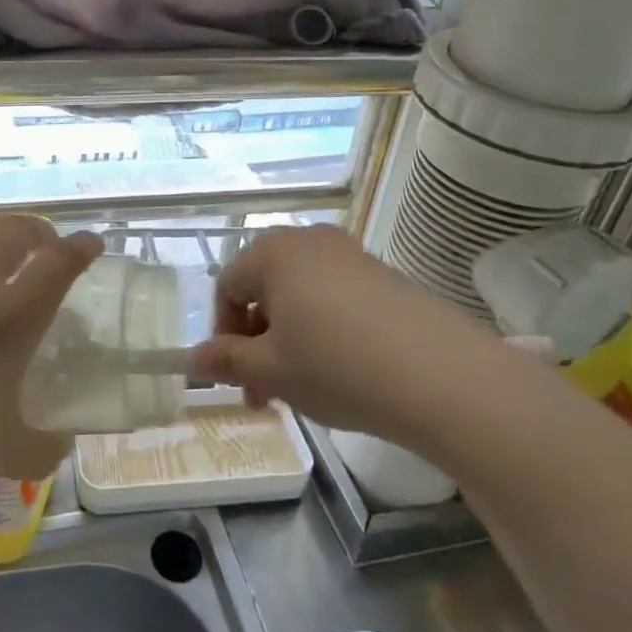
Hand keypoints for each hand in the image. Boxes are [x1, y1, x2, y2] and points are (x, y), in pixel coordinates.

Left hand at [0, 215, 102, 514]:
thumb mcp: (1, 455)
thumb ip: (46, 447)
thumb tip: (66, 441)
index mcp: (8, 320)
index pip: (57, 263)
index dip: (81, 248)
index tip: (93, 243)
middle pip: (17, 231)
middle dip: (42, 231)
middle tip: (50, 248)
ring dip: (2, 229)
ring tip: (8, 248)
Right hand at [189, 224, 490, 441]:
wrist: (440, 374)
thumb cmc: (337, 366)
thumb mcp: (272, 370)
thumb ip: (227, 360)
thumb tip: (191, 359)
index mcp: (272, 252)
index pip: (227, 286)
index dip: (224, 334)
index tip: (238, 378)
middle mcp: (308, 240)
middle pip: (264, 287)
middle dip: (257, 340)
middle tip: (266, 391)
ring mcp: (350, 253)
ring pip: (300, 294)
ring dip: (290, 337)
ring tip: (305, 385)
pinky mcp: (383, 273)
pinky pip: (335, 296)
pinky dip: (325, 327)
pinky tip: (344, 368)